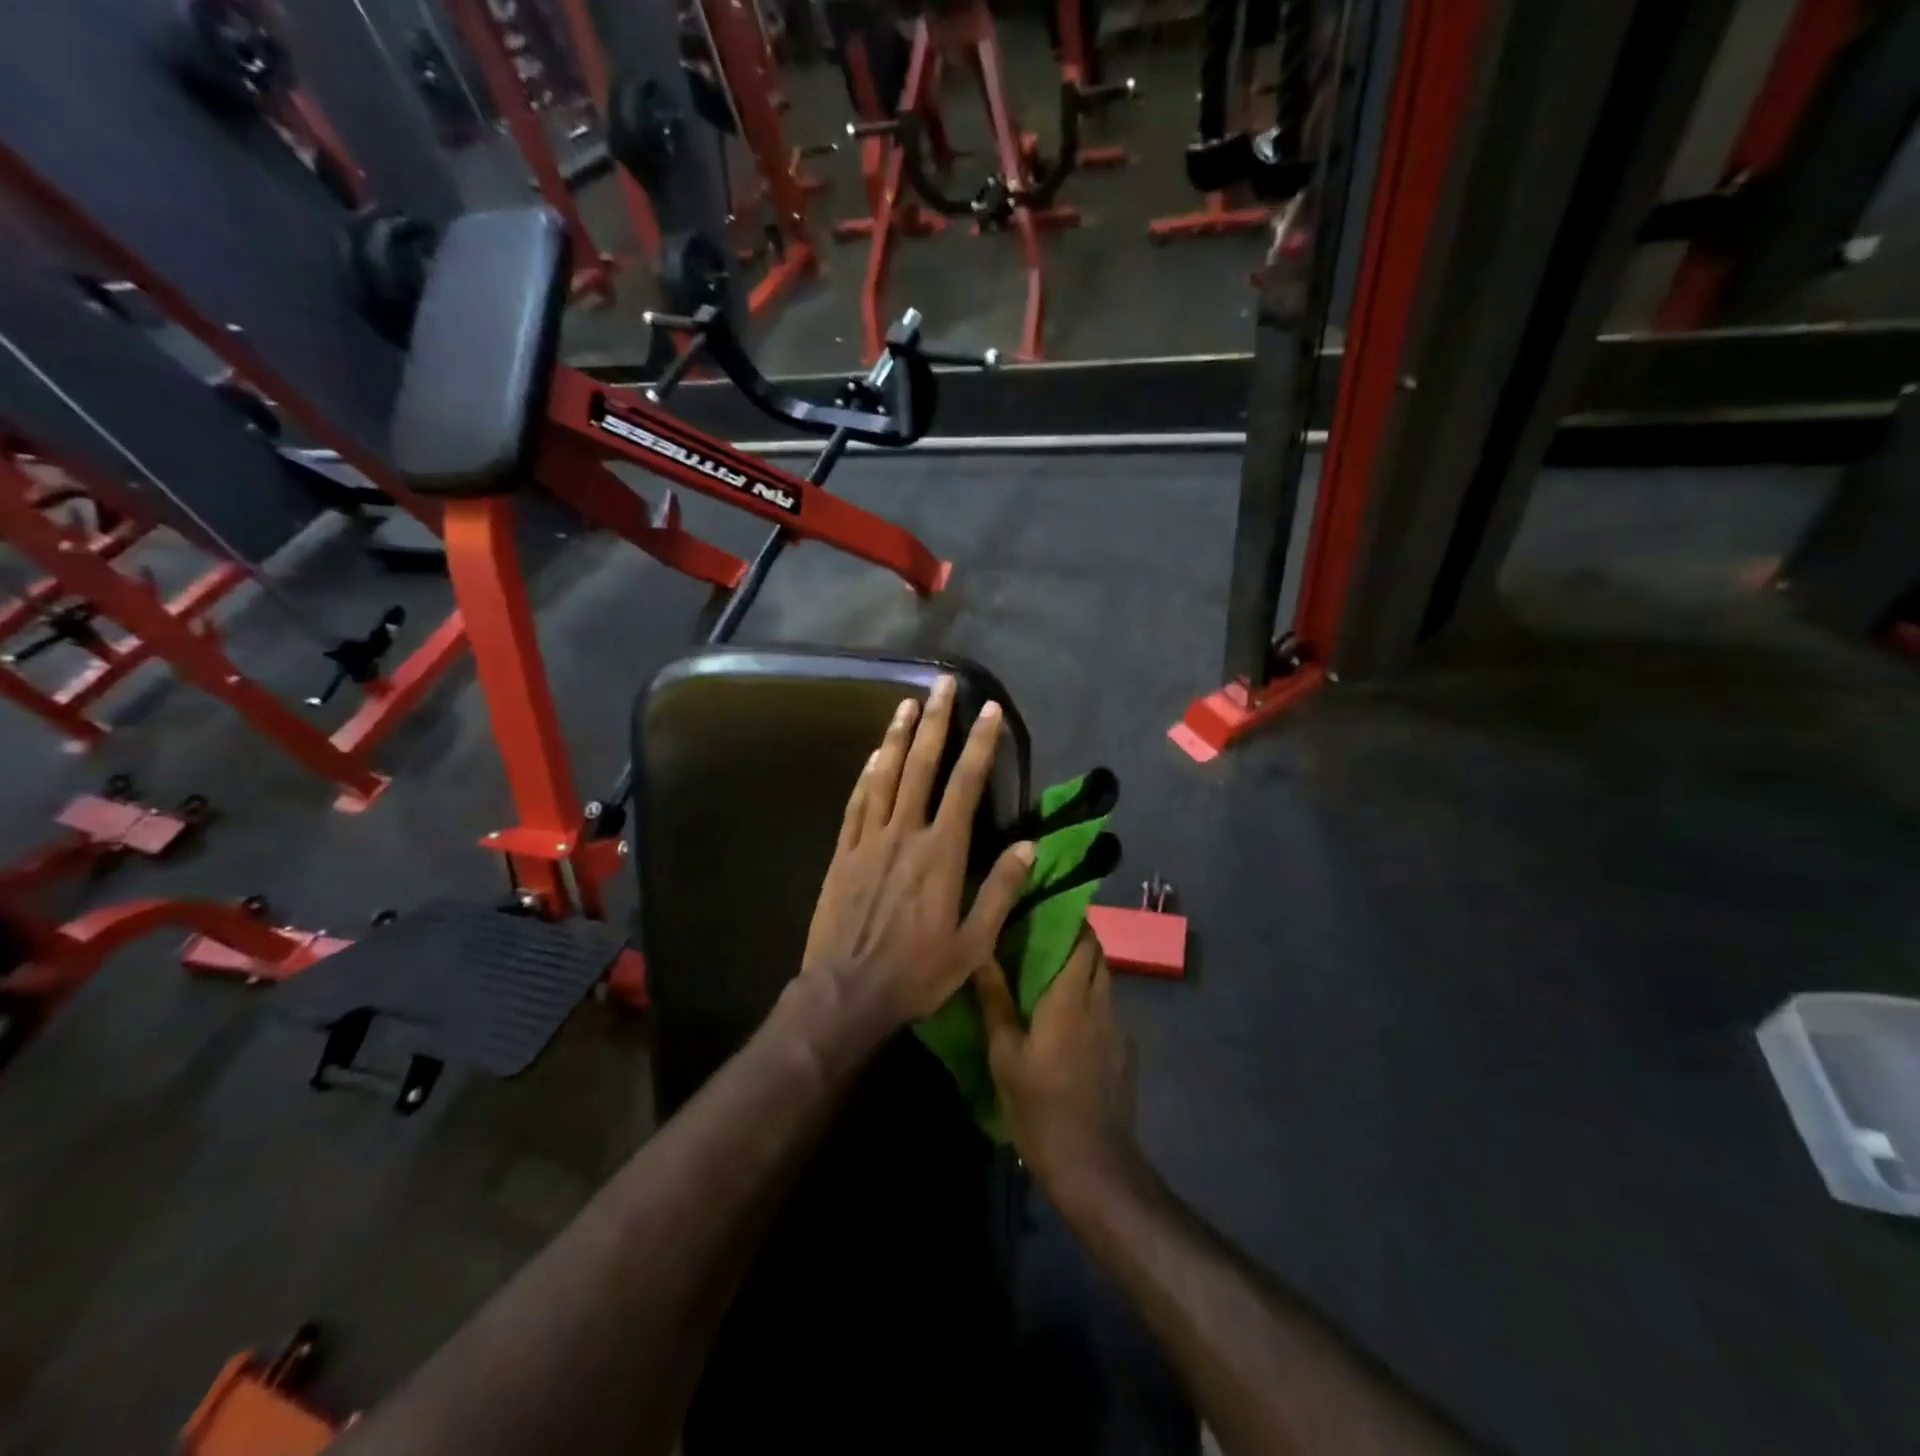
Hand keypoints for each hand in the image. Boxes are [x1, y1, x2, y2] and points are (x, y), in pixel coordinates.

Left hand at [800, 674, 1034, 1033]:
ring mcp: (869, 840)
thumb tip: (1028, 845)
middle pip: (921, 766)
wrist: (847, 993)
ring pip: (884, 776)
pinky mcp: (844, 853)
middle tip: (942, 683)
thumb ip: (1000, 890)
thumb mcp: (973, 943)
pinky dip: (867, 774)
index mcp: (941, 853)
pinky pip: (857, 803)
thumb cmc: (917, 972)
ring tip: (907, 702)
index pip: (965, 785)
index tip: (989, 710)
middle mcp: (905, 834)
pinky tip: (874, 755)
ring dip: (897, 736)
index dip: (980, 745)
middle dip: (934, 721)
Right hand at [973, 931, 1138, 1188]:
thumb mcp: (1005, 1056)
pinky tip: (1067, 1019)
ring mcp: (1118, 1028)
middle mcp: (1100, 1003)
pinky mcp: (1124, 1051)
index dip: (1067, 919)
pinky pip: (1108, 1008)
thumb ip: (995, 1001)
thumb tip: (981, 953)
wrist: (1094, 1166)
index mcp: (1070, 997)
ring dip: (1083, 968)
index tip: (1042, 910)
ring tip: (1048, 975)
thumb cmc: (1040, 1108)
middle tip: (1038, 940)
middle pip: (1097, 954)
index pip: (1082, 939)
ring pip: (1104, 980)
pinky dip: (1090, 998)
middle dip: (1074, 939)